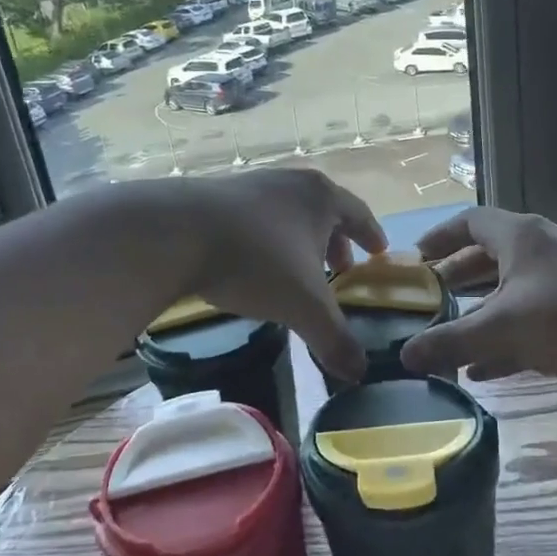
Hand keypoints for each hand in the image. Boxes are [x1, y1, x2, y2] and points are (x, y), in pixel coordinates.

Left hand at [173, 169, 386, 382]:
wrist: (176, 233)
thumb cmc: (256, 261)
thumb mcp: (303, 306)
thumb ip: (334, 339)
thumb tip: (360, 373)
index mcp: (321, 198)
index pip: (359, 215)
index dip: (372, 236)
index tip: (379, 252)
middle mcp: (291, 182)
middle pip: (323, 210)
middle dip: (335, 241)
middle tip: (341, 267)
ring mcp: (252, 184)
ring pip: (288, 213)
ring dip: (299, 239)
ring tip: (298, 269)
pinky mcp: (217, 194)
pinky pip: (256, 217)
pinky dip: (267, 238)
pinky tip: (255, 264)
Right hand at [399, 208, 556, 395]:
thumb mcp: (504, 327)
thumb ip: (452, 340)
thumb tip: (404, 355)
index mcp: (520, 237)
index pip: (469, 222)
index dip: (439, 237)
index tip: (414, 259)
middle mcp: (538, 252)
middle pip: (486, 257)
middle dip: (455, 278)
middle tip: (425, 299)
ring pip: (507, 293)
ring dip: (477, 314)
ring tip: (444, 337)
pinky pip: (527, 322)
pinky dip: (503, 341)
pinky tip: (480, 371)